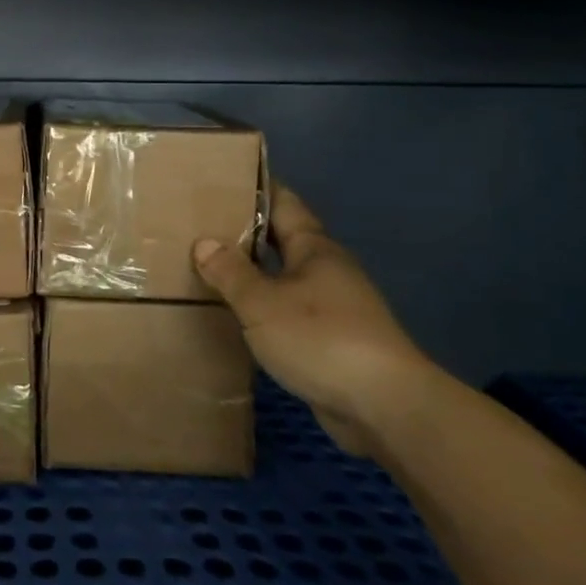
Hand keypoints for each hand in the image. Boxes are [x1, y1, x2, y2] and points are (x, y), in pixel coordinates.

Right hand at [194, 181, 437, 456]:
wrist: (384, 406)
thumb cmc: (321, 339)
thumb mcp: (263, 303)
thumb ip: (231, 273)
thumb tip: (204, 242)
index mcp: (315, 249)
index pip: (283, 203)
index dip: (255, 188)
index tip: (222, 179)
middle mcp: (327, 270)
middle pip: (283, 240)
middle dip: (247, 232)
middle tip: (201, 225)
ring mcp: (334, 307)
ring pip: (285, 278)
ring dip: (254, 273)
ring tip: (210, 269)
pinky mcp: (333, 342)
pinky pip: (289, 312)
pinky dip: (264, 309)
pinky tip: (239, 317)